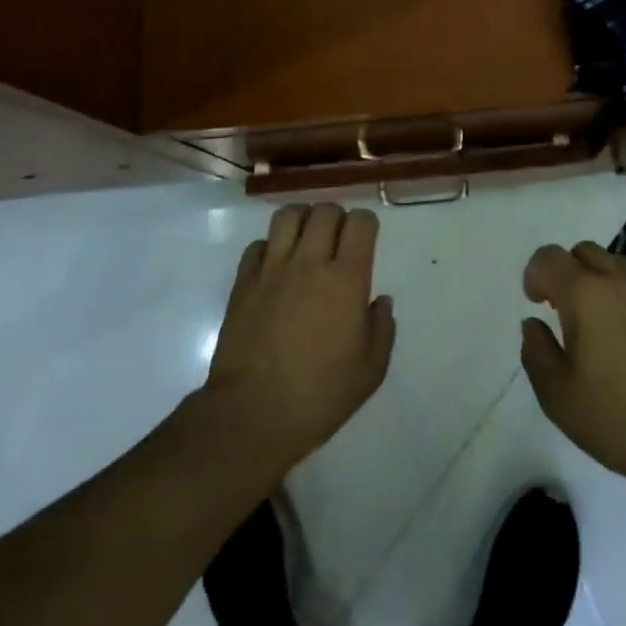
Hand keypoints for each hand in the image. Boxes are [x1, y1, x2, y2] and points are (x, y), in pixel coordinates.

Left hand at [204, 203, 395, 478]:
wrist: (252, 415)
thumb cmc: (320, 395)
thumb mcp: (371, 371)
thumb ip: (382, 328)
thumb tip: (380, 301)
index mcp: (346, 278)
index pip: (360, 222)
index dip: (366, 224)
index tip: (366, 241)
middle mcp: (309, 262)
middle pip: (325, 210)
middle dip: (336, 218)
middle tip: (337, 242)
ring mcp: (272, 269)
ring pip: (288, 216)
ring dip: (302, 221)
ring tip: (306, 242)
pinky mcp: (243, 282)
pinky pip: (257, 245)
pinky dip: (269, 248)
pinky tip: (275, 268)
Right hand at [521, 241, 625, 502]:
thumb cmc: (620, 419)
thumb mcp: (559, 397)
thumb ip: (537, 353)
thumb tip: (534, 325)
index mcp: (587, 294)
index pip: (550, 258)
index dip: (534, 275)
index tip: (536, 305)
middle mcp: (619, 282)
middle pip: (583, 252)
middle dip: (565, 272)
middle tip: (561, 311)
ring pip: (613, 263)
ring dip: (594, 280)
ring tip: (593, 324)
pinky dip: (620, 295)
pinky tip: (623, 338)